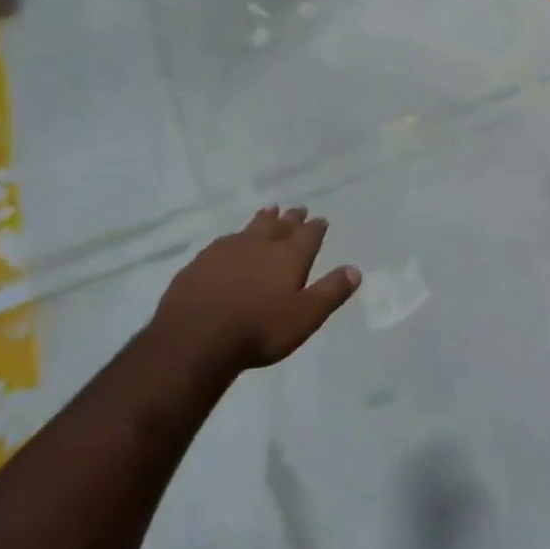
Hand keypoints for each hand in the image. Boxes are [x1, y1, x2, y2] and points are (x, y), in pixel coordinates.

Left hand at [150, 206, 361, 372]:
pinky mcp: (201, 262)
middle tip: (297, 210)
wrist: (195, 339)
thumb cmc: (258, 330)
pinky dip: (234, 239)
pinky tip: (230, 243)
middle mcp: (259, 245)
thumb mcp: (305, 317)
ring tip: (269, 211)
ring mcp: (226, 250)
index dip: (316, 227)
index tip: (321, 220)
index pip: (308, 235)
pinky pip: (224, 242)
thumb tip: (354, 270)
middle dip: (290, 218)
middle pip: (279, 225)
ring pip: (250, 228)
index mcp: (288, 256)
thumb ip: (330, 292)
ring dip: (263, 219)